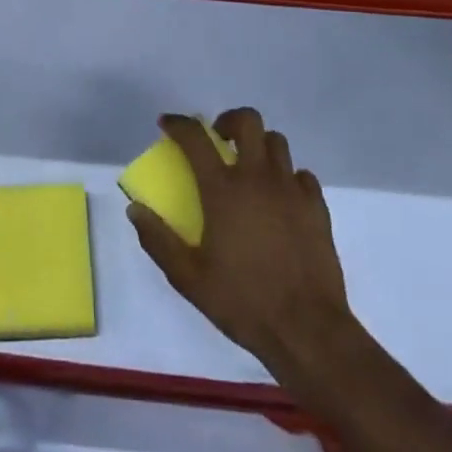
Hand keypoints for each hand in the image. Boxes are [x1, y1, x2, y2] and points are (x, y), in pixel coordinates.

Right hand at [128, 109, 353, 377]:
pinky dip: (287, 177)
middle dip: (229, 121)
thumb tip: (135, 209)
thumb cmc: (243, 302)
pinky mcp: (317, 207)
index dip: (178, 124)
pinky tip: (280, 199)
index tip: (167, 124)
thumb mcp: (188, 278)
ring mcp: (291, 190)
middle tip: (219, 141)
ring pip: (277, 142)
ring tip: (249, 169)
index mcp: (223, 190)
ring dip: (259, 146)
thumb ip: (158, 240)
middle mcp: (257, 178)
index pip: (195, 138)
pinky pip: (301, 175)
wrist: (307, 330)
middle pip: (248, 121)